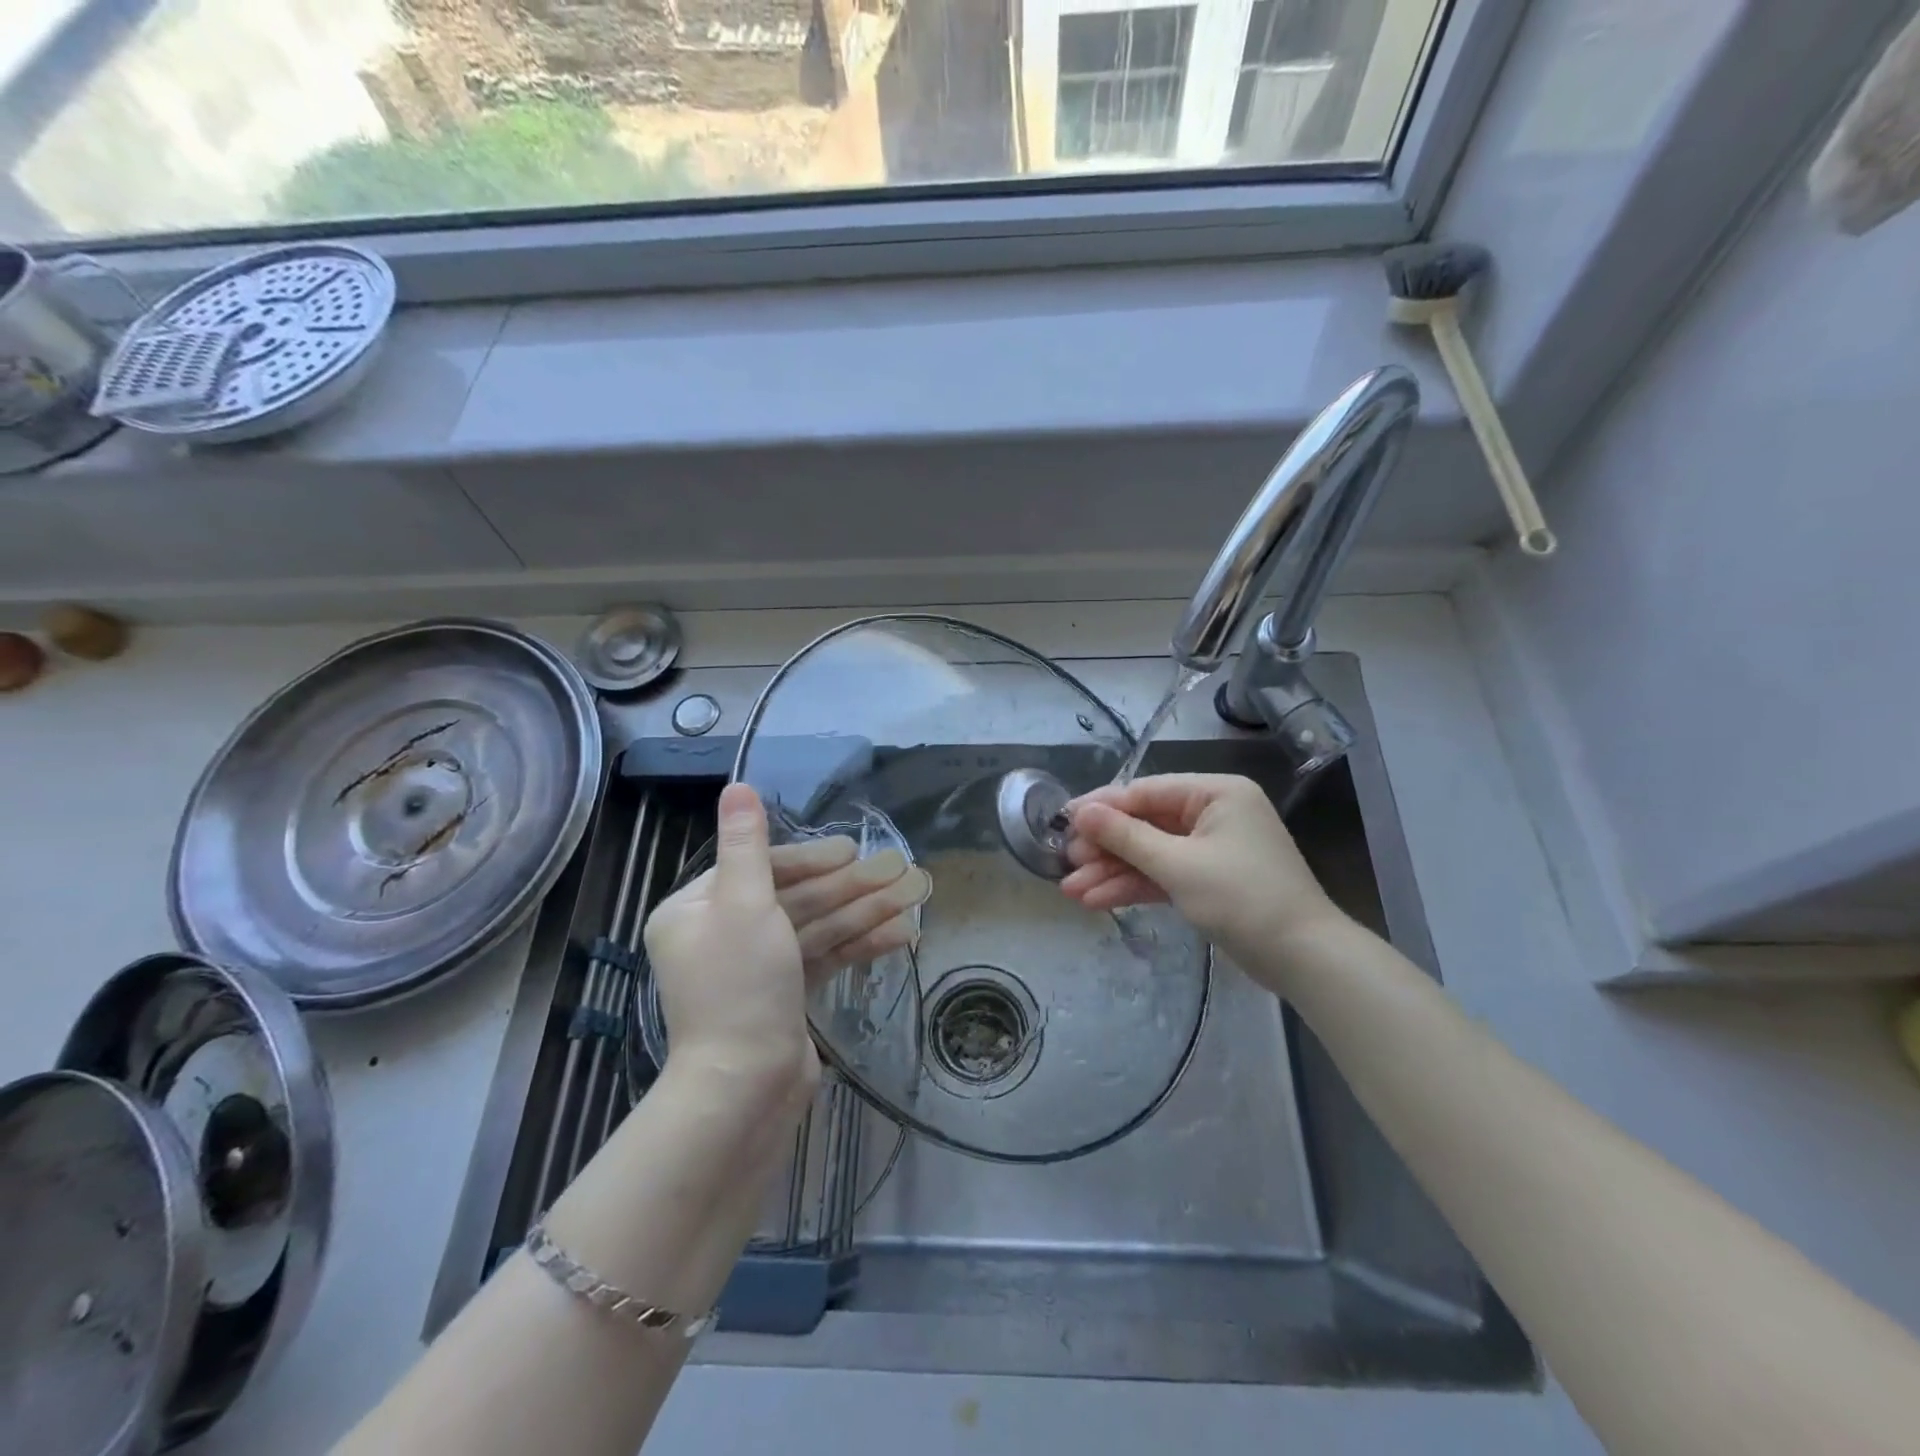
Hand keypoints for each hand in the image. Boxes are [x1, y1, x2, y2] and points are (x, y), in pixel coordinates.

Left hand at [646, 784, 927, 1109]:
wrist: (745, 1087)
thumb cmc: (740, 985)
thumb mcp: (744, 903)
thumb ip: (747, 844)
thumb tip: (736, 785)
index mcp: (697, 909)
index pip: (760, 868)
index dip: (810, 859)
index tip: (851, 852)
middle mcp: (722, 934)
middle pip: (794, 898)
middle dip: (848, 887)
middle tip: (897, 870)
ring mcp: (757, 968)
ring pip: (815, 927)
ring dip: (863, 912)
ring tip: (912, 897)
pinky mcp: (784, 995)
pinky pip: (823, 957)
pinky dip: (858, 945)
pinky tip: (901, 933)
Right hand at [1060, 774, 1345, 974]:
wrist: (1303, 959)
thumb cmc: (1243, 898)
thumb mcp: (1178, 865)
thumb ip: (1126, 837)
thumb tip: (1080, 812)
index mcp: (1216, 793)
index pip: (1147, 791)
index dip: (1102, 807)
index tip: (1063, 820)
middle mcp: (1213, 813)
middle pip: (1145, 823)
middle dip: (1105, 847)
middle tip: (1065, 862)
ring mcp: (1210, 849)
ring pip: (1150, 853)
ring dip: (1112, 871)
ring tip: (1070, 890)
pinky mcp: (1207, 881)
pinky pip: (1163, 875)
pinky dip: (1133, 887)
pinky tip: (1096, 899)